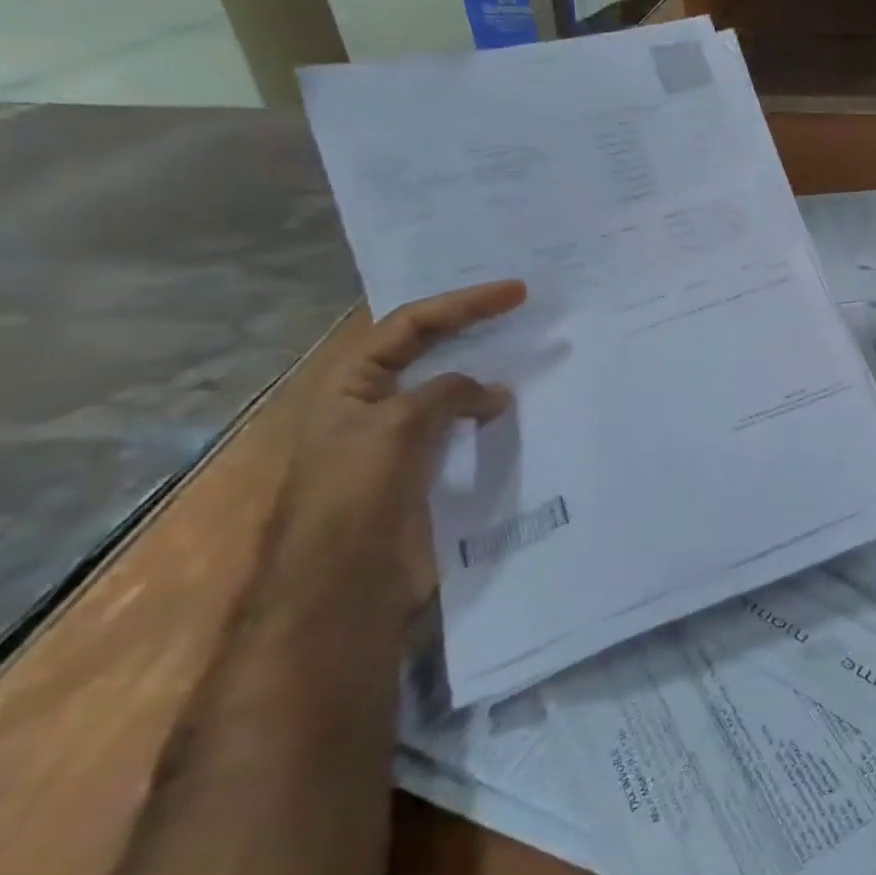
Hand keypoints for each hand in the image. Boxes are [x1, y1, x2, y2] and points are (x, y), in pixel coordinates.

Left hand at [275, 280, 527, 602]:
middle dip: (476, 329)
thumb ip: (449, 392)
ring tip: (530, 356)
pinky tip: (519, 411)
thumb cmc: (357, 492)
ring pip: (451, 390)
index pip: (411, 324)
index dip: (463, 303)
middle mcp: (375, 402)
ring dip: (488, 372)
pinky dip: (490, 414)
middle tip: (525, 312)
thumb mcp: (398, 425)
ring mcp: (402, 437)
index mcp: (352, 382)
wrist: (344, 582)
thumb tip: (496, 393)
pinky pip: (463, 428)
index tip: (516, 292)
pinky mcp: (426, 469)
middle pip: (431, 350)